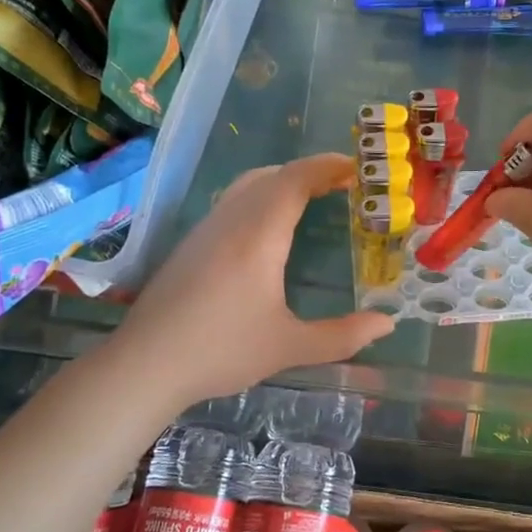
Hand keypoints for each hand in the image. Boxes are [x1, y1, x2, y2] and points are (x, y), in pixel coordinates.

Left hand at [116, 153, 393, 400]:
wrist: (144, 364)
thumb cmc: (220, 351)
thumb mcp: (288, 347)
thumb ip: (342, 336)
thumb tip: (387, 324)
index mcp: (259, 235)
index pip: (295, 179)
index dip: (327, 166)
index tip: (357, 168)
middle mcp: (232, 220)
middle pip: (273, 175)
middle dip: (310, 171)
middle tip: (344, 184)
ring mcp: (207, 229)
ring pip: (248, 185)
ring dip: (283, 181)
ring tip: (312, 197)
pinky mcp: (191, 243)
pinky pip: (233, 201)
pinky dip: (262, 196)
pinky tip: (269, 227)